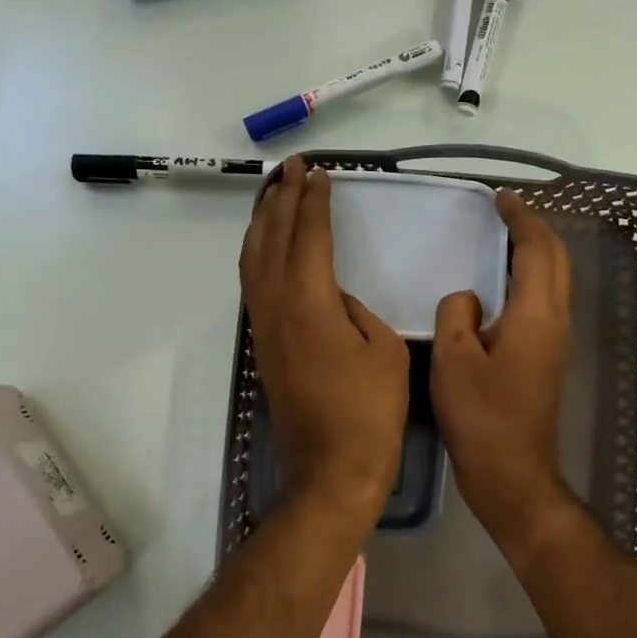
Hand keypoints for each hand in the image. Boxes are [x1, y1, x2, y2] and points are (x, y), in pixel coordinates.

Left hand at [240, 158, 408, 524]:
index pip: (307, 235)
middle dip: (280, 199)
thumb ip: (356, 310)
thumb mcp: (383, 348)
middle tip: (291, 169)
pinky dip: (257, 253)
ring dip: (262, 223)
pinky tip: (265, 247)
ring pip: (253, 259)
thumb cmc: (369, 410)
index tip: (318, 172)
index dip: (313, 201)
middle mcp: (276, 305)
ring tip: (273, 194)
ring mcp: (264, 326)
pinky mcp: (262, 345)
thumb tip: (335, 298)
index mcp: (309, 301)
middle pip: (271, 238)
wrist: (332, 469)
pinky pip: (253, 283)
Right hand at [431, 192, 574, 546]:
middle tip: (504, 212)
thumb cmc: (480, 416)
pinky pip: (543, 301)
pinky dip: (529, 277)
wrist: (511, 473)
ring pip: (554, 280)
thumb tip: (468, 298)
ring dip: (534, 252)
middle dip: (534, 229)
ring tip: (502, 238)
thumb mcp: (453, 358)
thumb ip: (457, 313)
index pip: (537, 249)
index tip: (500, 198)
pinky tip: (500, 284)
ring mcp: (555, 341)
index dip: (521, 219)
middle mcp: (554, 321)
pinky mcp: (547, 357)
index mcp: (535, 314)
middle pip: (556, 260)